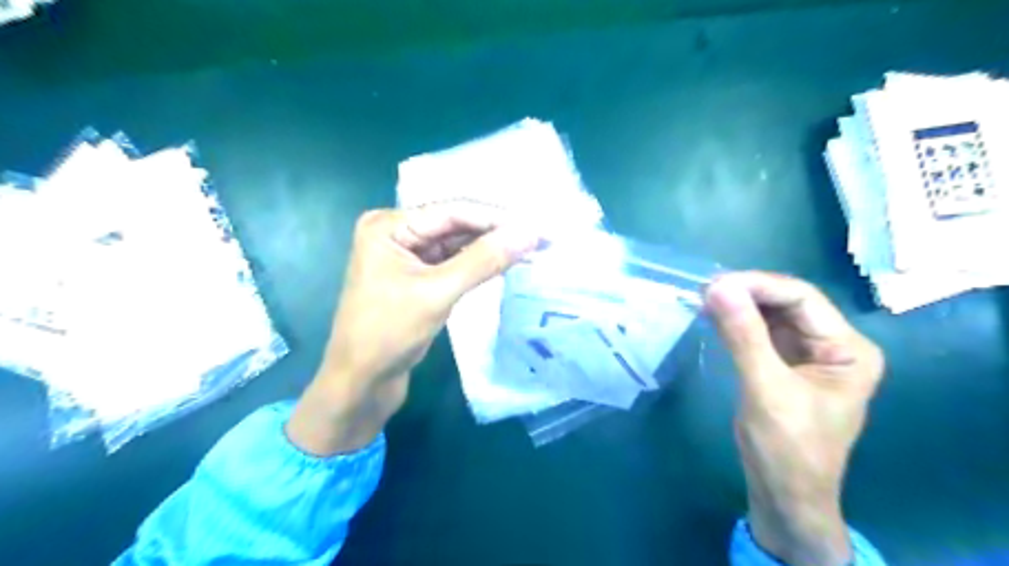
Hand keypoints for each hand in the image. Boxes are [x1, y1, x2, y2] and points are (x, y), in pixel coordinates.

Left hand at [287, 203, 539, 454]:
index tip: (535, 226)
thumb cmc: (389, 334)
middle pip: (454, 224)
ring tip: (528, 249)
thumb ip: (483, 260)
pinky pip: (451, 262)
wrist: (361, 382)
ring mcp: (405, 255)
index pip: (451, 211)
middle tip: (537, 238)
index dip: (496, 218)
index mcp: (388, 225)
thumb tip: (529, 233)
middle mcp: (395, 232)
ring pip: (456, 244)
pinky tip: (503, 263)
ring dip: (488, 248)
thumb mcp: (438, 293)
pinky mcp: (416, 277)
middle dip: (495, 232)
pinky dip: (476, 264)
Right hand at [703, 273, 879, 563]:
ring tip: (704, 299)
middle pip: (787, 303)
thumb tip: (717, 287)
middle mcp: (832, 345)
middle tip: (705, 290)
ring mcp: (807, 354)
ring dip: (739, 306)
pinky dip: (736, 323)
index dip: (759, 285)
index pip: (803, 299)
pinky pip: (759, 332)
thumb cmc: (787, 447)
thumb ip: (743, 335)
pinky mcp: (783, 364)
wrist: (784, 495)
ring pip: (771, 315)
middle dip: (747, 294)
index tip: (716, 284)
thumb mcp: (765, 388)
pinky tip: (713, 316)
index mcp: (848, 349)